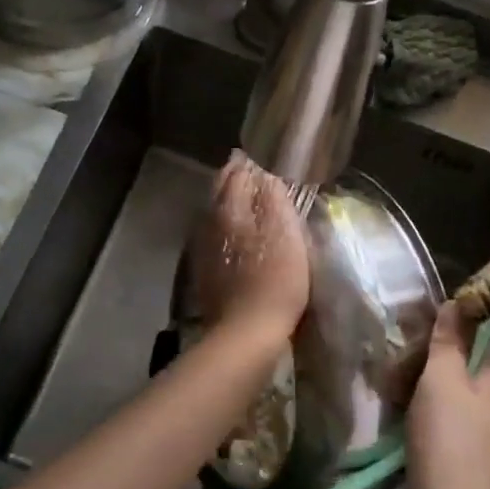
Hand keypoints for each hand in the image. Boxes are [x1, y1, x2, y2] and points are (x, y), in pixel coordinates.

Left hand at [189, 152, 310, 340]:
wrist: (247, 331)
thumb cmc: (275, 279)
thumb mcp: (285, 233)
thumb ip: (274, 198)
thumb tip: (266, 173)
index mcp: (230, 209)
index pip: (235, 174)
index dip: (248, 165)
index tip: (259, 158)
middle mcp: (210, 223)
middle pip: (219, 192)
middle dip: (233, 179)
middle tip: (250, 173)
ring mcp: (203, 249)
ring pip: (214, 214)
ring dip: (228, 202)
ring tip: (245, 199)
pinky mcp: (205, 272)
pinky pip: (214, 237)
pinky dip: (225, 227)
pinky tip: (236, 234)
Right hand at [405, 302, 489, 488]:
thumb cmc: (447, 438)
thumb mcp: (443, 378)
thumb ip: (448, 339)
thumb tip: (457, 303)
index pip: (476, 339)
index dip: (444, 331)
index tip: (410, 330)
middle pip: (457, 366)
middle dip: (422, 362)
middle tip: (391, 364)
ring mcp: (479, 432)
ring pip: (443, 394)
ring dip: (414, 388)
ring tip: (386, 389)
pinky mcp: (459, 454)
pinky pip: (437, 420)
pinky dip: (416, 414)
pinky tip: (393, 415)